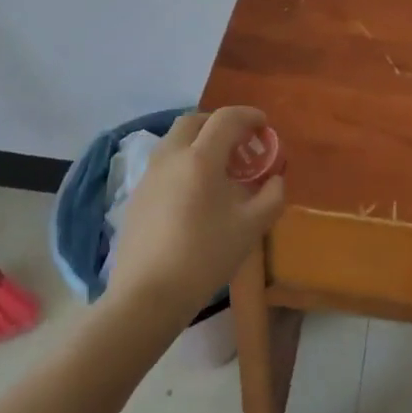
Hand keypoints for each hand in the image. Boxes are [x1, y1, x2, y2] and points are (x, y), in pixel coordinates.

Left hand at [108, 106, 285, 317]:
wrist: (147, 297)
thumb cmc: (204, 257)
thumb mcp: (251, 227)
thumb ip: (272, 196)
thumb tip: (275, 179)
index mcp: (200, 158)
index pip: (226, 118)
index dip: (249, 116)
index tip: (264, 127)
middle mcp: (171, 157)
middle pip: (194, 121)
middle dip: (219, 124)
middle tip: (239, 143)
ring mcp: (149, 176)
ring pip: (175, 141)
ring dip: (199, 142)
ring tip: (218, 168)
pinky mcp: (136, 196)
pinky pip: (164, 164)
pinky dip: (183, 163)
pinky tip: (194, 194)